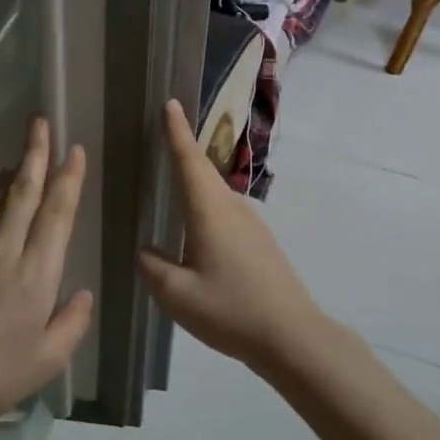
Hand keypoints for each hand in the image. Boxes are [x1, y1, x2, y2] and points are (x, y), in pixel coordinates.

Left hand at [0, 115, 93, 427]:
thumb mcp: (47, 361)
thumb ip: (72, 324)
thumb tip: (81, 295)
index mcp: (36, 276)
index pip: (56, 216)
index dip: (67, 180)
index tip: (73, 151)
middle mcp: (6, 253)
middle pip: (24, 194)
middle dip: (36, 156)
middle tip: (41, 123)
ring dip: (14, 172)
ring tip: (23, 150)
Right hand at [138, 99, 326, 376]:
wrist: (292, 336)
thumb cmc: (230, 310)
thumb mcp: (177, 295)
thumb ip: (154, 267)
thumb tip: (147, 251)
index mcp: (210, 212)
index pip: (189, 161)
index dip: (177, 132)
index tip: (171, 103)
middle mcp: (232, 209)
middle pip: (203, 172)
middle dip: (183, 150)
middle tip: (161, 135)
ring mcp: (252, 225)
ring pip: (215, 194)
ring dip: (195, 181)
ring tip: (171, 181)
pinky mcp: (260, 243)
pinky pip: (225, 213)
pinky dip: (206, 206)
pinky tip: (196, 228)